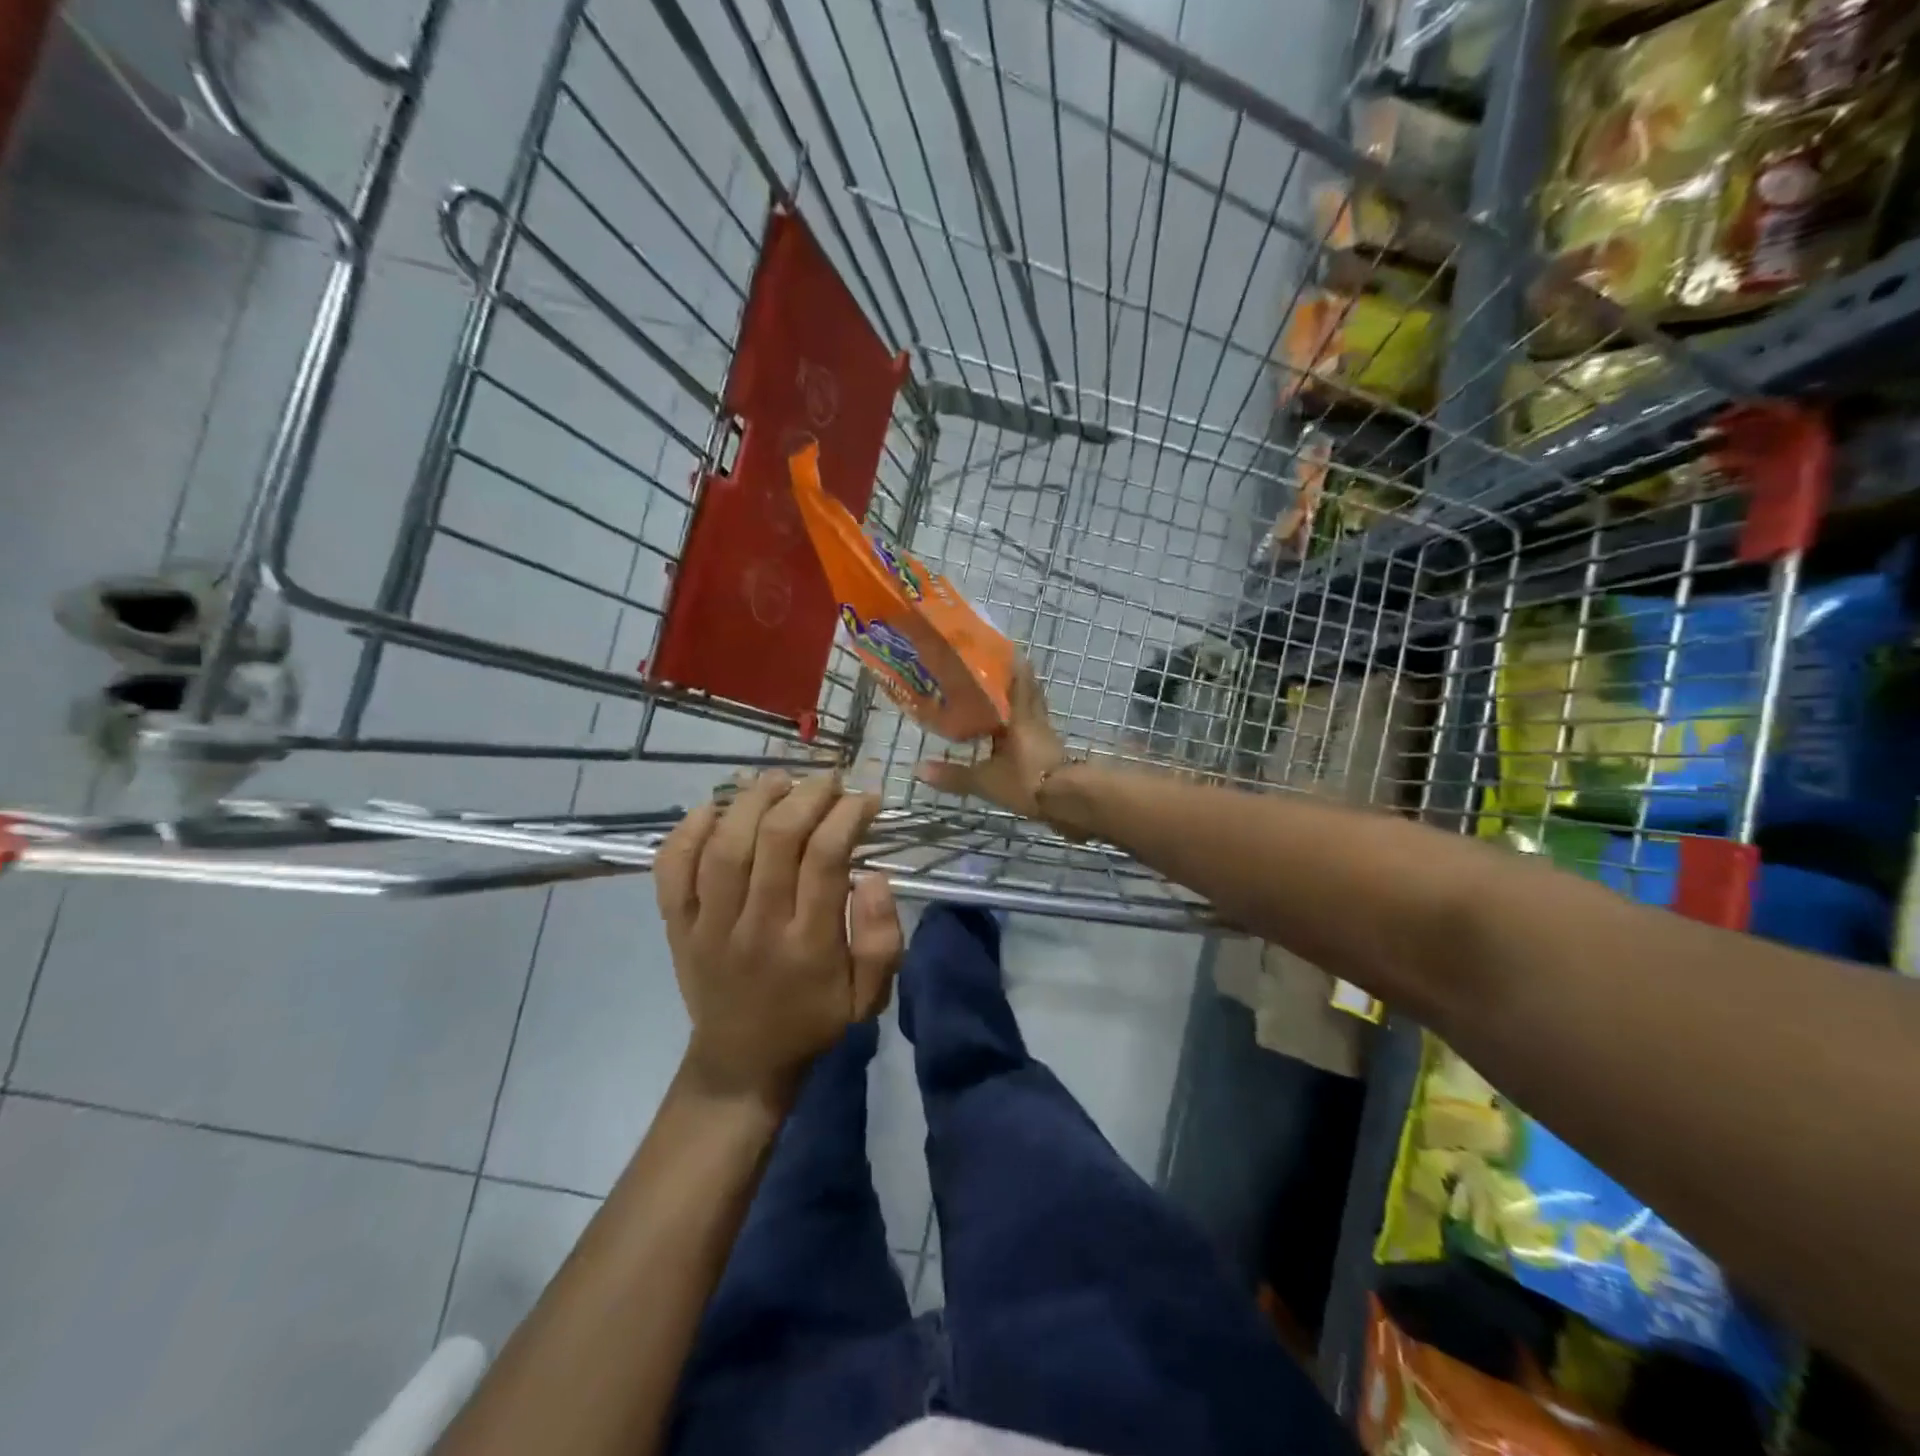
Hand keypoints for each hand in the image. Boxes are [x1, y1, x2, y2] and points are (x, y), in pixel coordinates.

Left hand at [655, 770, 902, 1106]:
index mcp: (807, 946)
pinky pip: (672, 867)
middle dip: (807, 795)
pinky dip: (688, 829)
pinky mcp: (676, 925)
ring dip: (752, 799)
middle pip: (775, 839)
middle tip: (829, 779)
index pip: (825, 859)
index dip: (847, 815)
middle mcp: (755, 928)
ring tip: (780, 778)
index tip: (865, 799)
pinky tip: (716, 808)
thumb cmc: (812, 1020)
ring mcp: (708, 925)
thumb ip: (882, 938)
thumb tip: (872, 875)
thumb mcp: (868, 996)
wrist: (741, 1062)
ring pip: (724, 845)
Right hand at [915, 656, 1065, 816]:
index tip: (1006, 650)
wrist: (1069, 803)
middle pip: (1030, 696)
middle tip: (999, 675)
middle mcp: (1037, 723)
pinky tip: (1011, 741)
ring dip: (1020, 709)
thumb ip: (955, 775)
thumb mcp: (987, 780)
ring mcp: (1047, 741)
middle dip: (1017, 684)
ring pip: (1033, 716)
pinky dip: (1023, 734)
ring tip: (1000, 707)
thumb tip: (918, 769)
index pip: (1020, 682)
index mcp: (1021, 717)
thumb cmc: (1028, 780)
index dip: (1014, 665)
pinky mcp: (1053, 759)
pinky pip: (1035, 738)